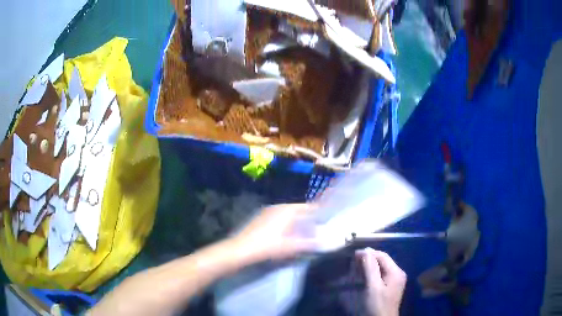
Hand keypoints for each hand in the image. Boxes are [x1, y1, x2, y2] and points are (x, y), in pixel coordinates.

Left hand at [232, 204, 316, 262]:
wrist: (241, 249)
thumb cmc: (268, 246)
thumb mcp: (290, 247)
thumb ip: (307, 244)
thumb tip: (320, 242)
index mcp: (286, 210)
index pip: (306, 207)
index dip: (316, 212)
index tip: (324, 219)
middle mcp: (277, 207)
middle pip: (296, 210)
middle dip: (306, 217)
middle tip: (315, 227)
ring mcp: (267, 211)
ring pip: (286, 213)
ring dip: (295, 220)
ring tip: (302, 231)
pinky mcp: (260, 218)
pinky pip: (278, 217)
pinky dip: (285, 223)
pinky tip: (285, 234)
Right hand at [358, 248, 405, 315]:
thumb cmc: (377, 305)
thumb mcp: (373, 286)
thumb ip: (370, 268)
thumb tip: (365, 251)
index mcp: (396, 272)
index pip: (382, 255)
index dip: (368, 253)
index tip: (354, 255)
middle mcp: (398, 273)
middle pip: (383, 261)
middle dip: (368, 260)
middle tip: (354, 263)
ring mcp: (395, 281)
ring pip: (381, 268)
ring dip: (369, 267)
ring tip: (357, 269)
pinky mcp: (390, 288)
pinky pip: (381, 275)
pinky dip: (372, 274)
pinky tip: (364, 278)